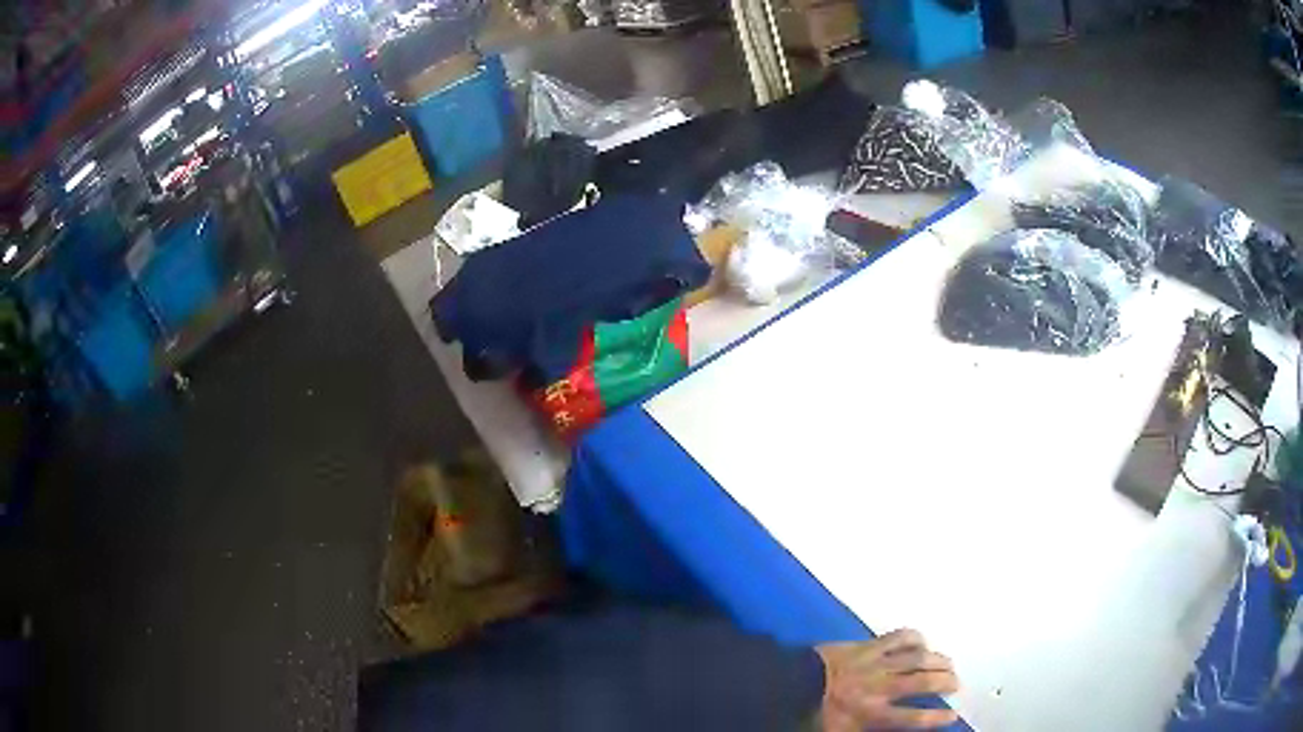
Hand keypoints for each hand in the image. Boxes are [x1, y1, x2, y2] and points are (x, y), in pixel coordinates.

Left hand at [815, 629, 959, 730]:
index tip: (953, 715)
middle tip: (956, 683)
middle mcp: (881, 688)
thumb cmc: (815, 713)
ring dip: (937, 660)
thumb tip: (888, 729)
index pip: (912, 719)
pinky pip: (898, 637)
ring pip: (917, 658)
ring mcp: (877, 663)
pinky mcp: (869, 645)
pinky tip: (923, 641)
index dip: (936, 718)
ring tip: (949, 663)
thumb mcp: (842, 731)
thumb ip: (869, 730)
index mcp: (873, 714)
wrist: (791, 683)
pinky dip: (914, 637)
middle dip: (945, 682)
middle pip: (923, 683)